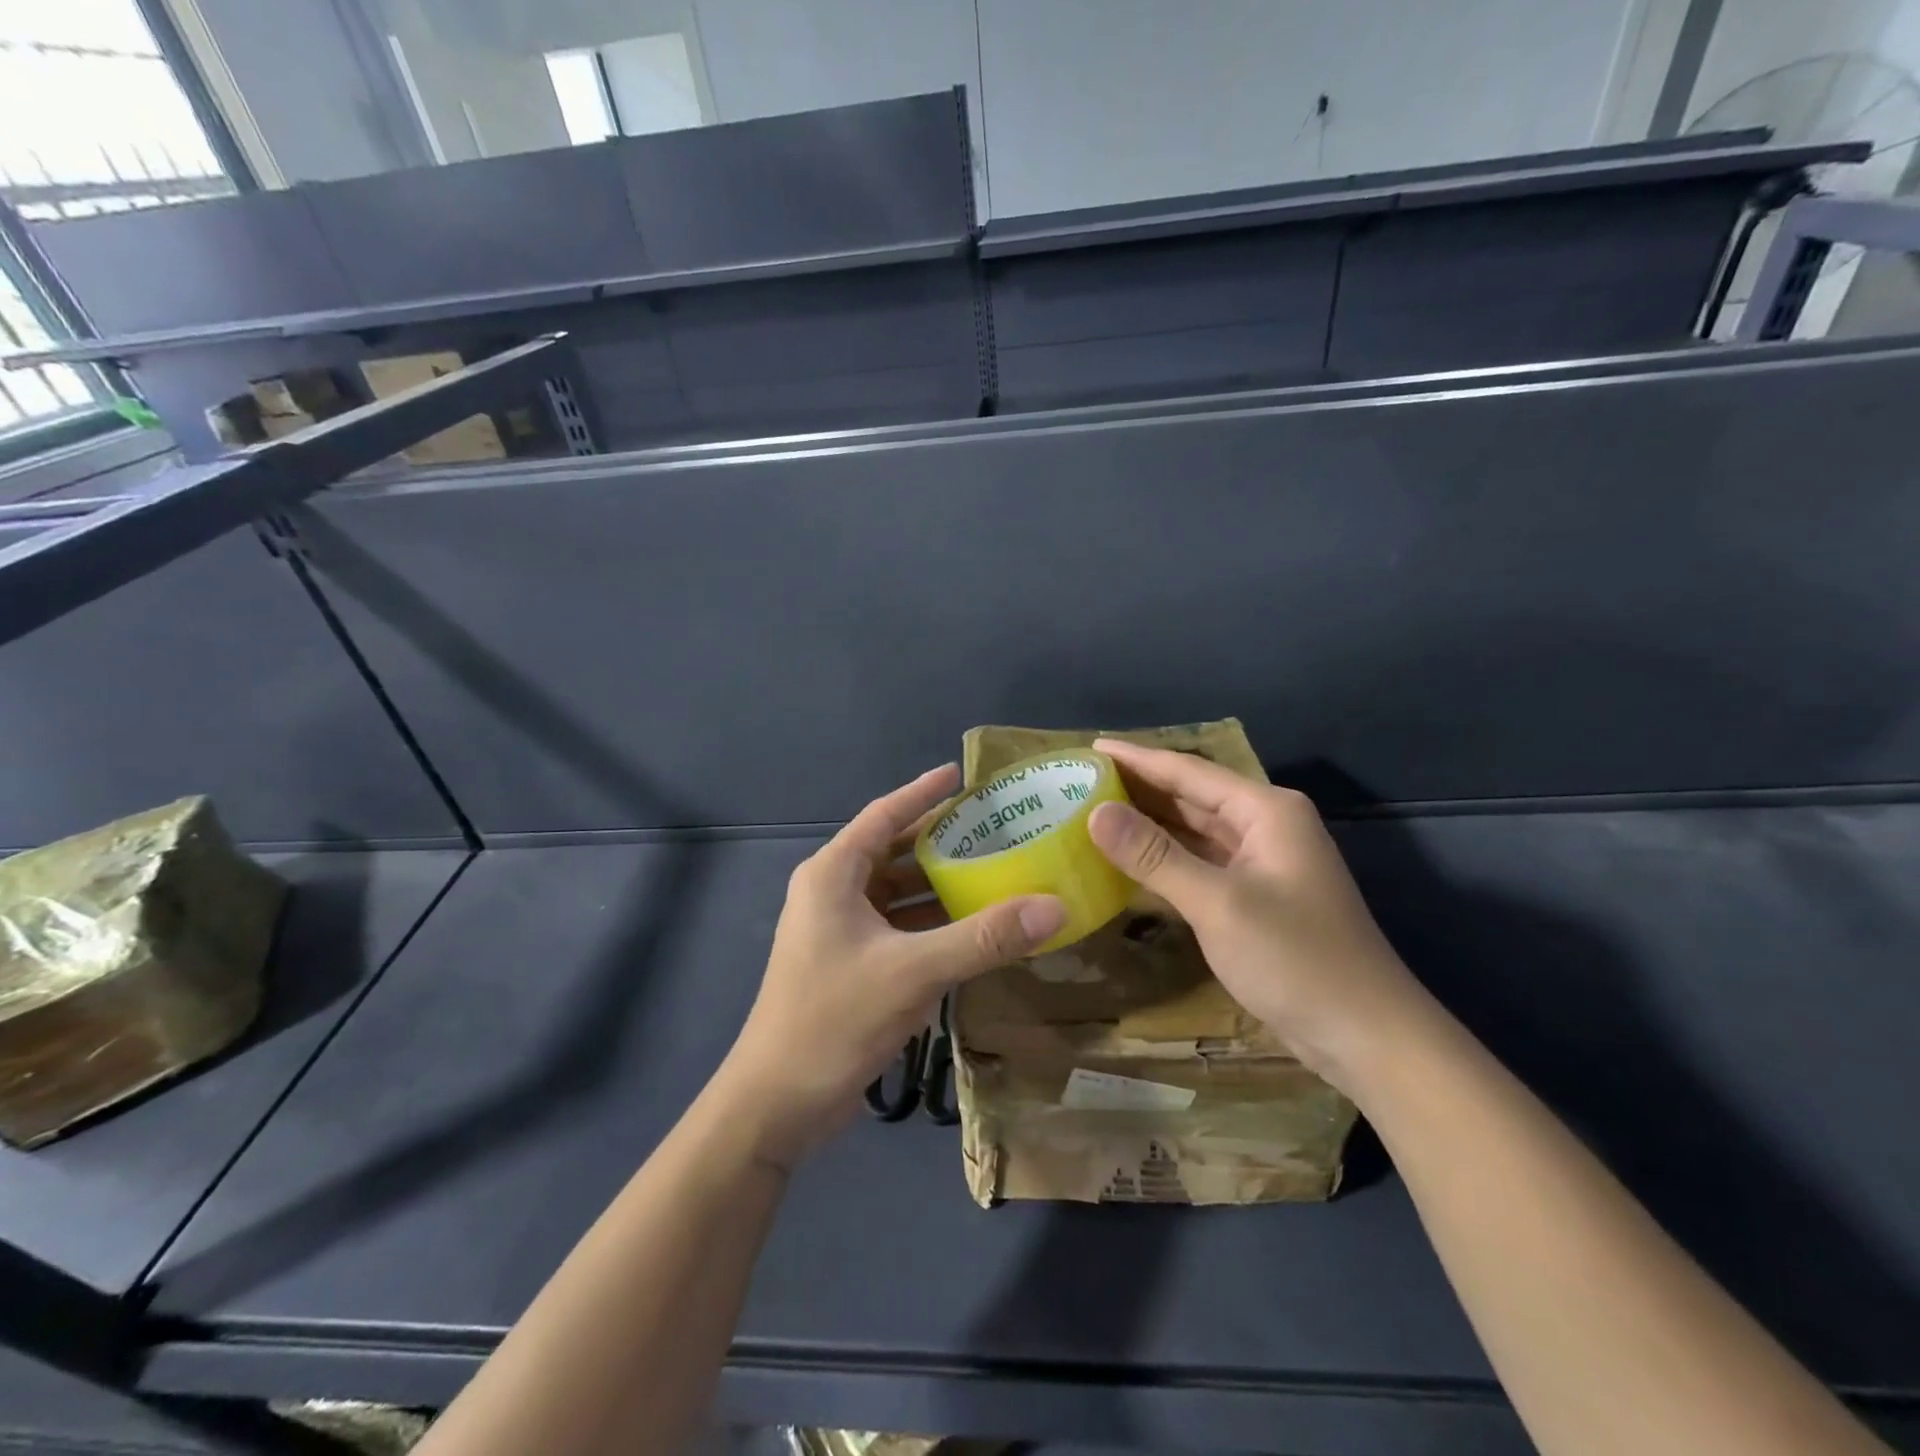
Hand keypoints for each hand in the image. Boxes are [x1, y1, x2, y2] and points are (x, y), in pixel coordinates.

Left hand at [720, 764, 1065, 1169]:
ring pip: (895, 892)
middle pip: (892, 851)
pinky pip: (897, 926)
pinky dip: (930, 921)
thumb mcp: (914, 972)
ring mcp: (838, 930)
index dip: (922, 792)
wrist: (776, 1102)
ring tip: (993, 870)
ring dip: (937, 884)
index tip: (961, 774)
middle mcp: (831, 893)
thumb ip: (983, 938)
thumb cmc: (834, 1019)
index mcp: (833, 875)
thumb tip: (1054, 908)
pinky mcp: (849, 963)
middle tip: (993, 827)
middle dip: (939, 840)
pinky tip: (970, 925)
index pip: (883, 816)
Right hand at [1085, 738, 1433, 1091]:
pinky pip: (1200, 863)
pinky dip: (1164, 859)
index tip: (1090, 746)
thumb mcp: (1218, 903)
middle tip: (1081, 780)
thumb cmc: (1296, 959)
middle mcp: (1265, 826)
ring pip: (1194, 830)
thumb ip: (1154, 855)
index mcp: (1266, 811)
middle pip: (1191, 796)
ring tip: (1094, 810)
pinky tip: (1128, 859)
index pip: (1188, 772)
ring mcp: (1261, 863)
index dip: (1137, 758)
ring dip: (1149, 823)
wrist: (1366, 1035)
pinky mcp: (1254, 897)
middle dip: (1139, 787)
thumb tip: (1095, 812)